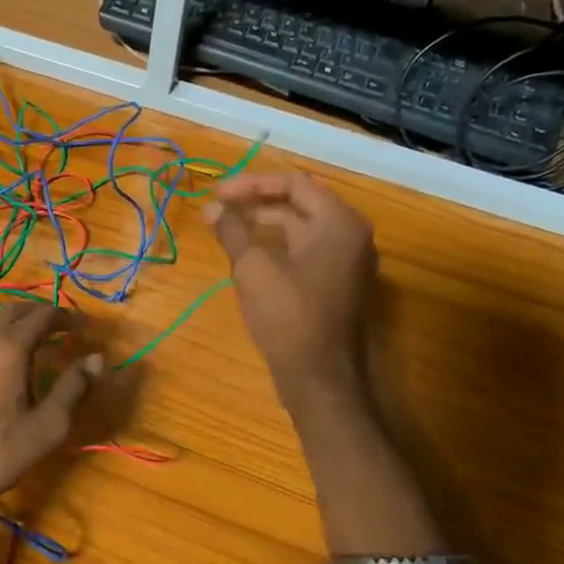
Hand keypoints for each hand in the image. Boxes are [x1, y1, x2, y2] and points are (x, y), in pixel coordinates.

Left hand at [0, 303, 101, 523]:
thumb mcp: (48, 426)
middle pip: (12, 310)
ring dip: (13, 321)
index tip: (84, 326)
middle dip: (38, 312)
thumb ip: (74, 388)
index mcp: (9, 349)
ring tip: (31, 337)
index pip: (42, 316)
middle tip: (59, 325)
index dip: (66, 317)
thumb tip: (96, 358)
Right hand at [206, 172, 375, 408]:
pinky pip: (305, 253)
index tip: (216, 194)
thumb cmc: (289, 317)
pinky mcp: (338, 285)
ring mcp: (347, 262)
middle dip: (255, 205)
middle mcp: (351, 235)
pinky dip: (276, 248)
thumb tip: (212, 208)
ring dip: (263, 227)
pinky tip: (247, 259)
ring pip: (300, 230)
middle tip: (217, 213)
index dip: (251, 184)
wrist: (321, 380)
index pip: (293, 183)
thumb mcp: (253, 269)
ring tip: (226, 233)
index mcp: (339, 223)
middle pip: (299, 204)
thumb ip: (233, 231)